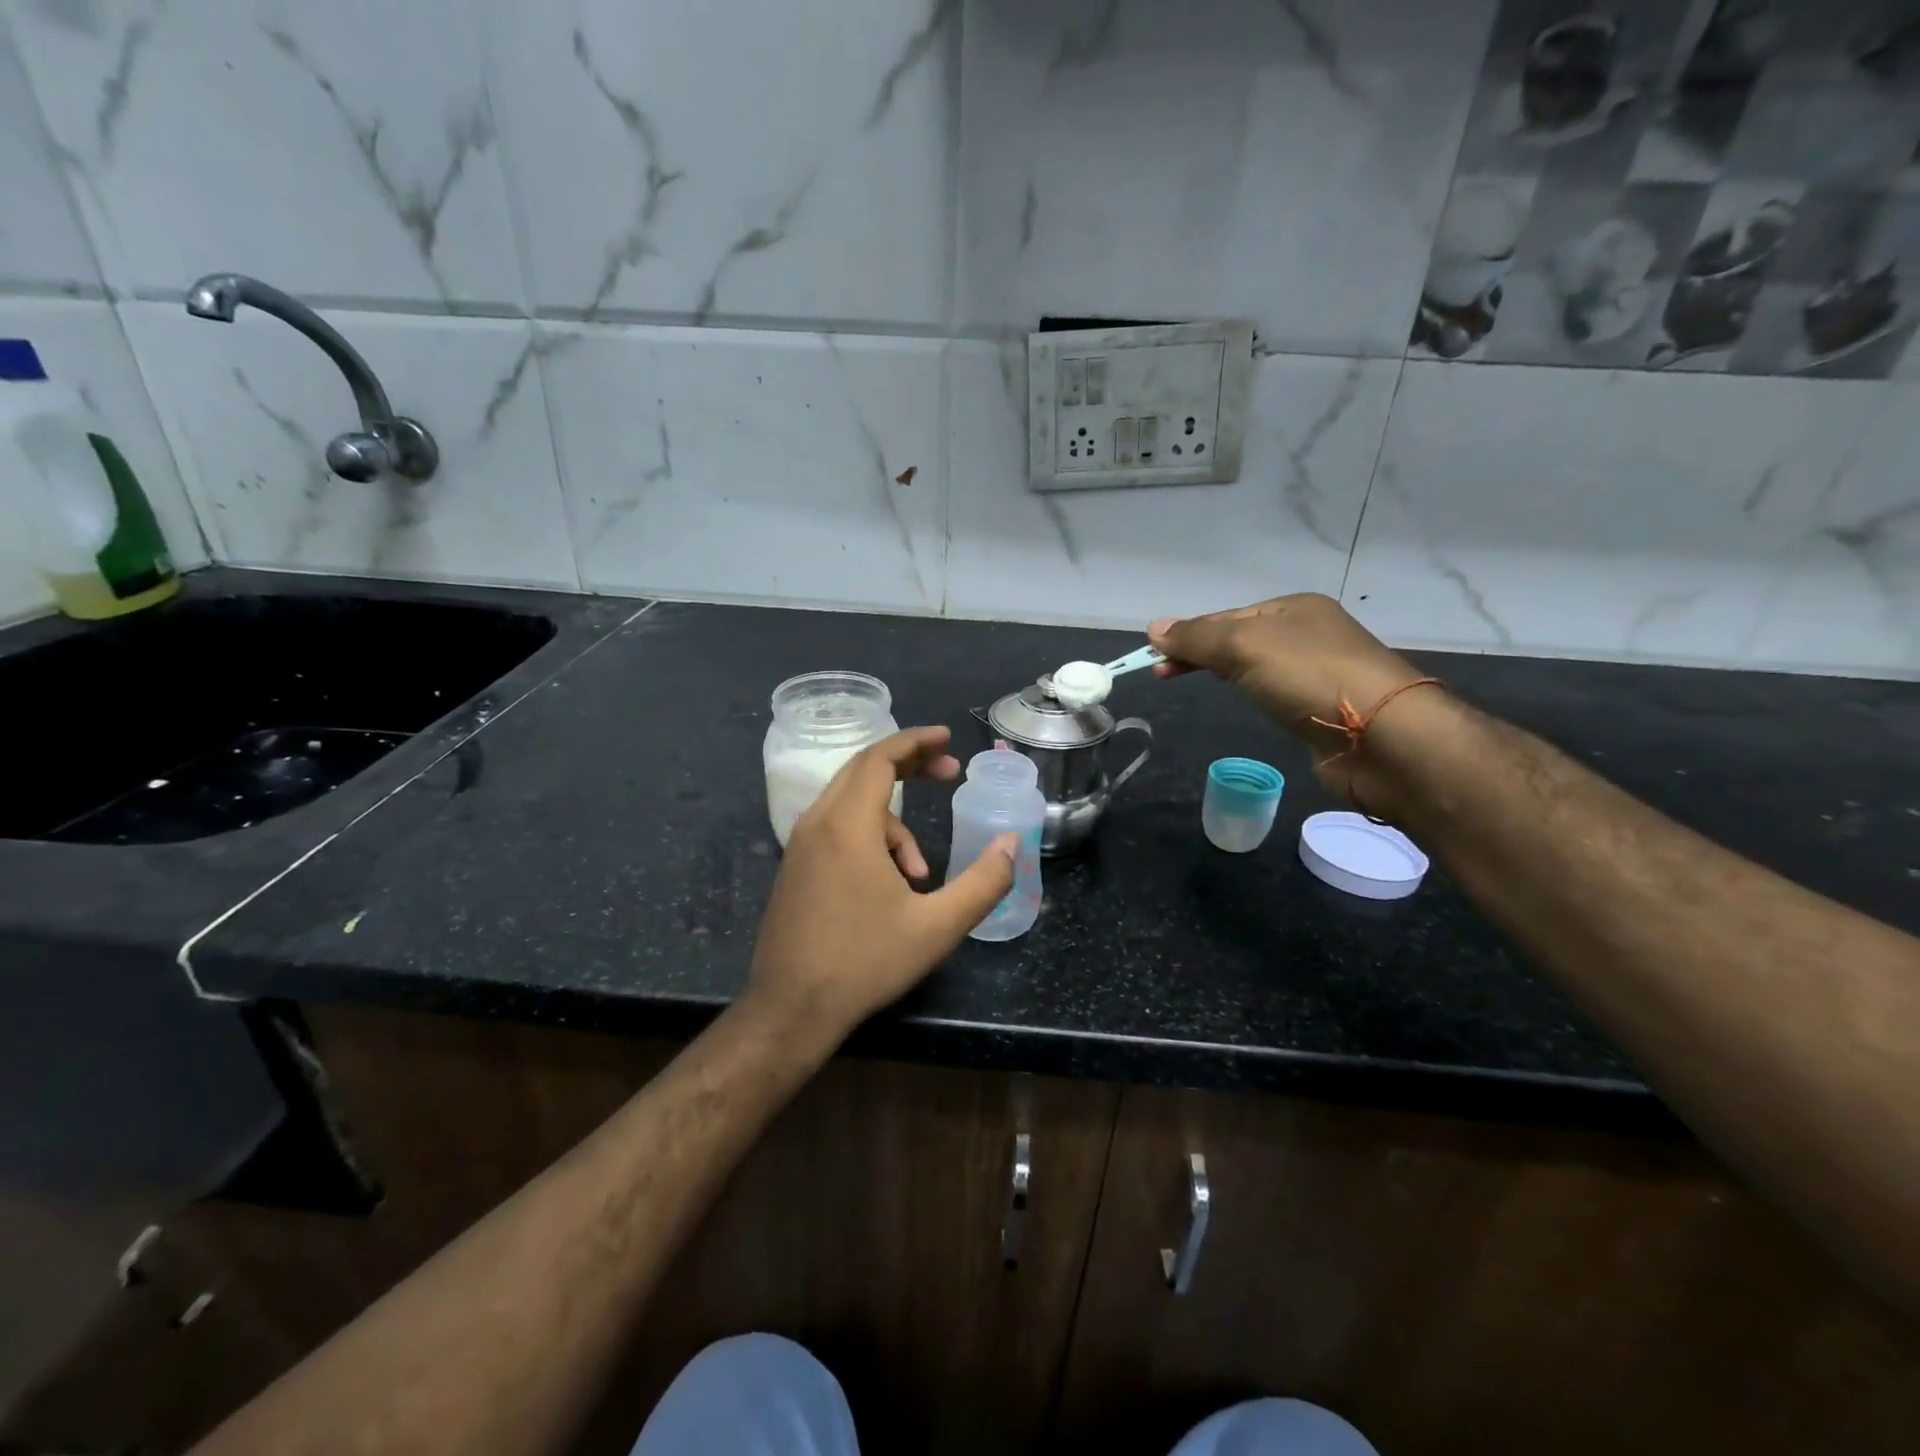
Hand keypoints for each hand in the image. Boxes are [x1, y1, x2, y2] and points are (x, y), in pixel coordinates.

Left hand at [745, 726, 1017, 1047]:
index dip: (916, 741)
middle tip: (949, 772)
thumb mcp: (937, 927)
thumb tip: (1011, 844)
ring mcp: (800, 846)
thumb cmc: (864, 963)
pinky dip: (870, 840)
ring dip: (894, 822)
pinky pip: (837, 830)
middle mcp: (816, 823)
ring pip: (852, 805)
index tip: (947, 737)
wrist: (790, 1010)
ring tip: (921, 873)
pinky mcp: (795, 868)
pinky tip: (890, 886)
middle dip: (909, 766)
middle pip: (863, 770)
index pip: (880, 758)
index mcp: (847, 825)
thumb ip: (983, 882)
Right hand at [1148, 594, 1433, 795]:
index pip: (1226, 617)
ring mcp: (1320, 672)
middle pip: (1240, 639)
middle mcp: (1310, 634)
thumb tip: (1154, 627)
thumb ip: (1197, 637)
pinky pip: (1275, 692)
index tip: (1154, 660)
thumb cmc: (1309, 678)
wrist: (1381, 737)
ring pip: (1257, 666)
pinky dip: (1251, 693)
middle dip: (1200, 653)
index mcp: (1295, 608)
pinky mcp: (1324, 709)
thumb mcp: (1244, 647)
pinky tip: (1243, 701)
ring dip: (1224, 672)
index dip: (1188, 635)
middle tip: (1162, 674)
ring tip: (1198, 683)